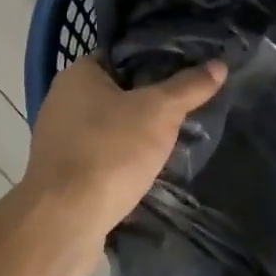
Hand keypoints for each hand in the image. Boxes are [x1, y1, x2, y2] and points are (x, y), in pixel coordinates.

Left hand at [21, 55, 226, 240]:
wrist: (65, 220)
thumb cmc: (110, 151)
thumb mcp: (159, 113)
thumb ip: (188, 87)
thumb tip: (219, 64)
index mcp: (77, 75)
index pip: (120, 56)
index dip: (152, 61)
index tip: (183, 73)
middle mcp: (61, 100)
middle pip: (115, 92)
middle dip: (147, 102)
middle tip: (183, 109)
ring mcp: (57, 139)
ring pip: (107, 127)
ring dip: (133, 134)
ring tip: (170, 141)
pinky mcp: (60, 174)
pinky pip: (98, 156)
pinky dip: (119, 160)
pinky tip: (144, 171)